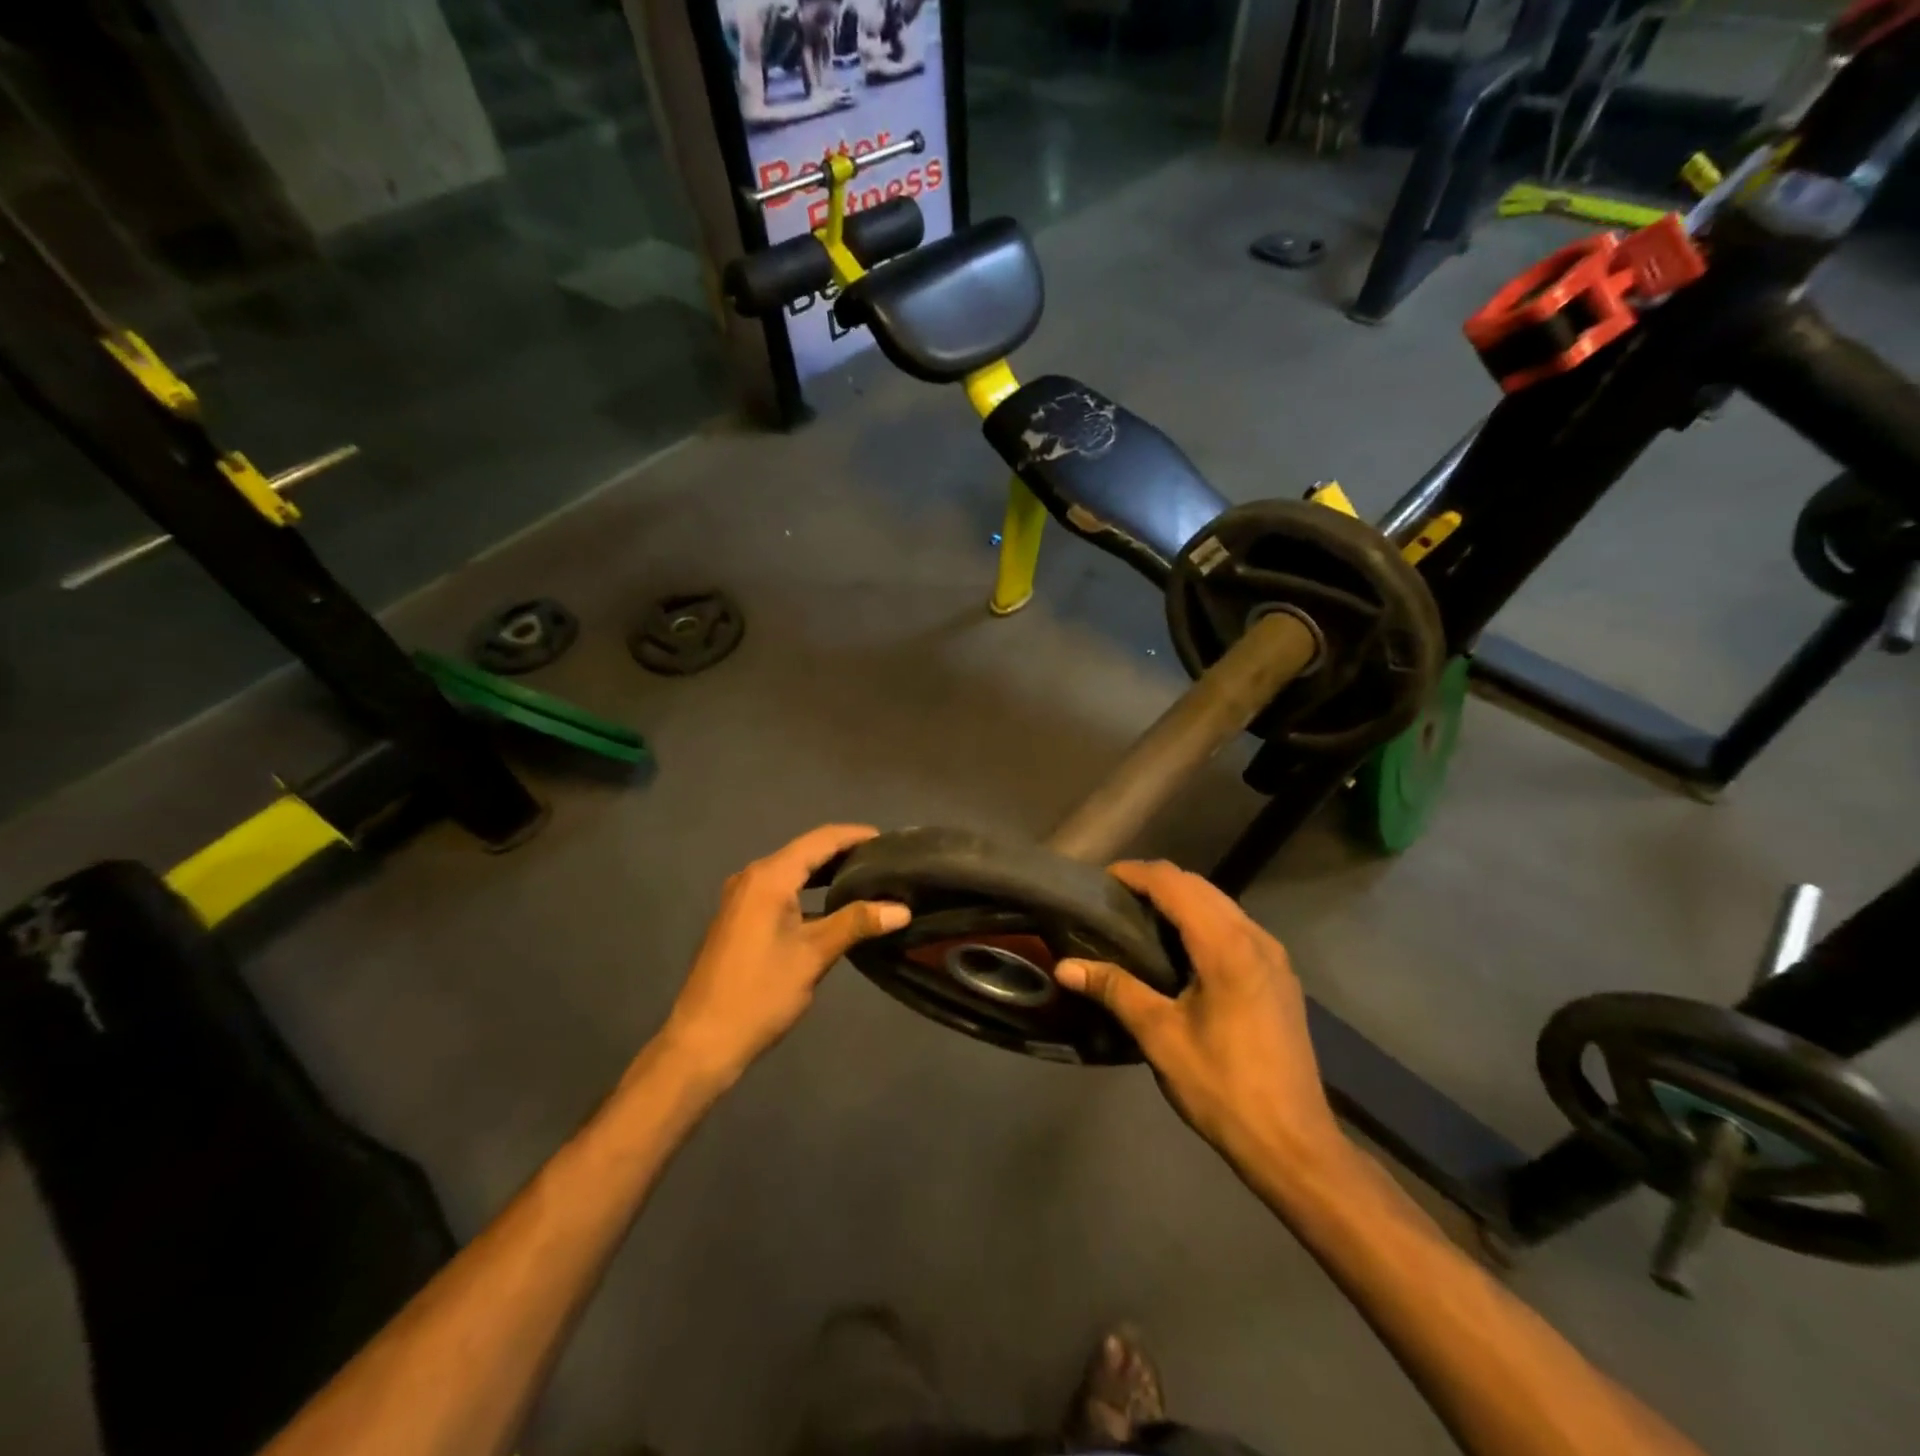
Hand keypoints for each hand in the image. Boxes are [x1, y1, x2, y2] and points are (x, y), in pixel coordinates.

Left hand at [660, 825, 908, 1083]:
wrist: (703, 1041)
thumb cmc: (760, 993)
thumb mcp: (814, 955)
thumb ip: (857, 923)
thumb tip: (902, 909)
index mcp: (769, 877)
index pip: (821, 840)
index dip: (856, 836)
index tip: (890, 842)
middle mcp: (752, 877)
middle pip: (806, 852)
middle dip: (845, 854)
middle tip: (885, 863)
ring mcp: (742, 897)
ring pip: (792, 872)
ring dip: (827, 873)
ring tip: (867, 881)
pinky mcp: (739, 918)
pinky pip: (780, 890)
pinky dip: (808, 892)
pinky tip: (832, 907)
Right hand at [1055, 861, 1343, 1167]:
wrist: (1294, 1144)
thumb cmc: (1222, 1087)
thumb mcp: (1160, 1036)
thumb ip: (1114, 990)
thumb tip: (1064, 966)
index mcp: (1227, 946)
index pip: (1174, 884)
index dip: (1135, 874)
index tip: (1100, 881)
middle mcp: (1256, 938)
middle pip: (1199, 886)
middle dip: (1155, 882)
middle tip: (1114, 901)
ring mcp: (1274, 956)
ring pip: (1220, 904)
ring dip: (1180, 900)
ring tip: (1140, 919)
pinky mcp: (1280, 976)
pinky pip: (1235, 926)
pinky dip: (1202, 920)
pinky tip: (1180, 949)